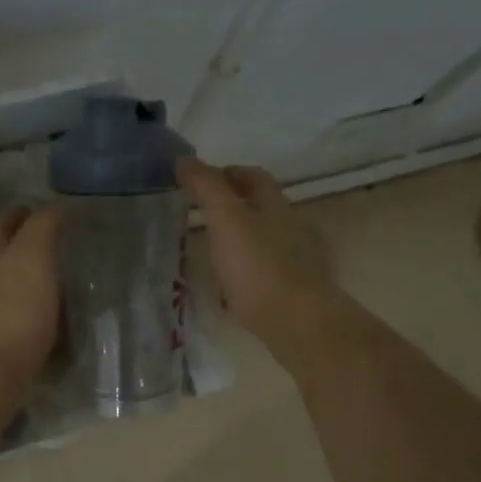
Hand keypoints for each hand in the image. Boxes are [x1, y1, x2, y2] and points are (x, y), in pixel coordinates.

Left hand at [0, 205, 63, 407]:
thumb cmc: (14, 310)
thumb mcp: (33, 257)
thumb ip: (41, 229)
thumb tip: (53, 208)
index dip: (20, 213)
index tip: (43, 211)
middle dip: (15, 243)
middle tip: (47, 241)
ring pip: (0, 282)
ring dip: (20, 275)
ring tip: (49, 276)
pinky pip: (8, 312)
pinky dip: (24, 305)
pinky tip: (42, 312)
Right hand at [176, 158, 337, 373]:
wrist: (296, 322)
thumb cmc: (258, 266)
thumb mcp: (226, 220)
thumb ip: (206, 188)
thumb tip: (183, 159)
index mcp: (276, 205)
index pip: (253, 177)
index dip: (226, 173)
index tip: (196, 179)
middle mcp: (290, 227)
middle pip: (259, 207)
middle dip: (230, 205)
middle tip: (196, 212)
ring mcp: (294, 260)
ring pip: (261, 238)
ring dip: (236, 237)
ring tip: (207, 246)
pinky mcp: (290, 289)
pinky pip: (262, 268)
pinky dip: (243, 266)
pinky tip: (227, 281)